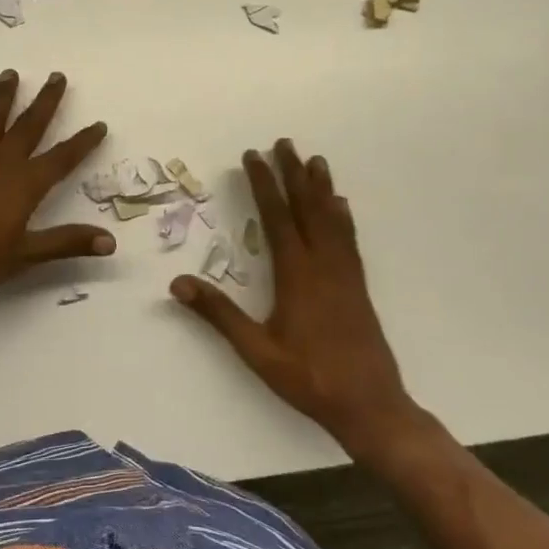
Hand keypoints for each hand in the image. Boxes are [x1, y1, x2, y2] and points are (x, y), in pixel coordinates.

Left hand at [0, 70, 114, 306]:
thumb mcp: (26, 255)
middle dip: (46, 101)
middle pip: (29, 126)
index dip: (83, 142)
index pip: (63, 158)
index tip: (99, 124)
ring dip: (4, 97)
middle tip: (57, 75)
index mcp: (26, 184)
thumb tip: (110, 242)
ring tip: (11, 73)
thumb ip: (67, 242)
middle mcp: (3, 164)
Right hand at [169, 140, 420, 459]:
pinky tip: (342, 207)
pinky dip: (343, 217)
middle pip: (308, 208)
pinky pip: (349, 240)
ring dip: (322, 188)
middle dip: (294, 173)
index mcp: (298, 275)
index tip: (254, 156)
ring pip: (332, 219)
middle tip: (285, 143)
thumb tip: (179, 284)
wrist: (370, 405)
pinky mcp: (358, 286)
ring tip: (316, 161)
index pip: (277, 217)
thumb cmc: (309, 378)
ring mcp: (345, 274)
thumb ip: (219, 315)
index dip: (264, 184)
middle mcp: (324, 265)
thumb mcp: (256, 350)